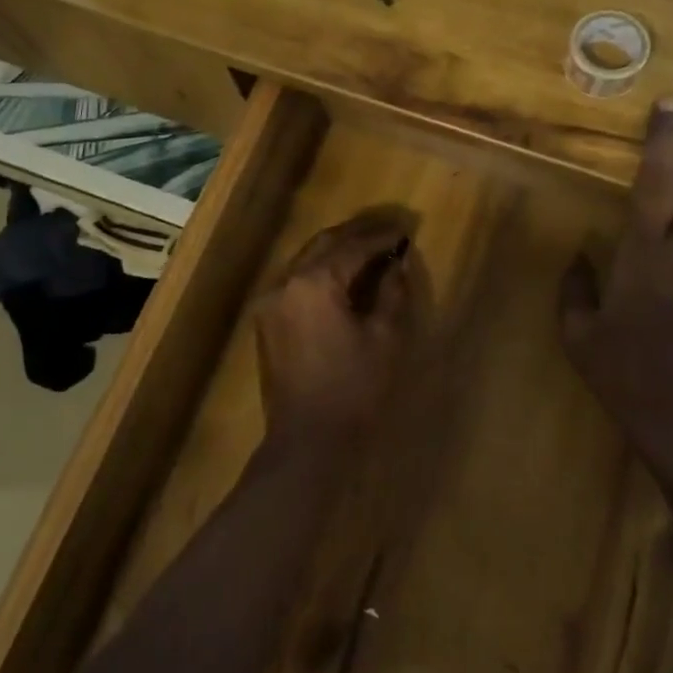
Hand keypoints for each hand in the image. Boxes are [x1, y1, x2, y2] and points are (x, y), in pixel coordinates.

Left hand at [256, 210, 417, 442]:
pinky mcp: (266, 321)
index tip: (405, 231)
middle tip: (387, 233)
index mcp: (314, 282)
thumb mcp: (384, 338)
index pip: (352, 246)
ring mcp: (270, 301)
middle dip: (356, 235)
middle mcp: (285, 282)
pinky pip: (295, 282)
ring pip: (305, 260)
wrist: (306, 441)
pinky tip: (341, 280)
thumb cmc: (353, 388)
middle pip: (323, 244)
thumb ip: (392, 292)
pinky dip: (319, 272)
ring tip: (368, 252)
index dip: (381, 237)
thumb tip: (397, 263)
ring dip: (336, 251)